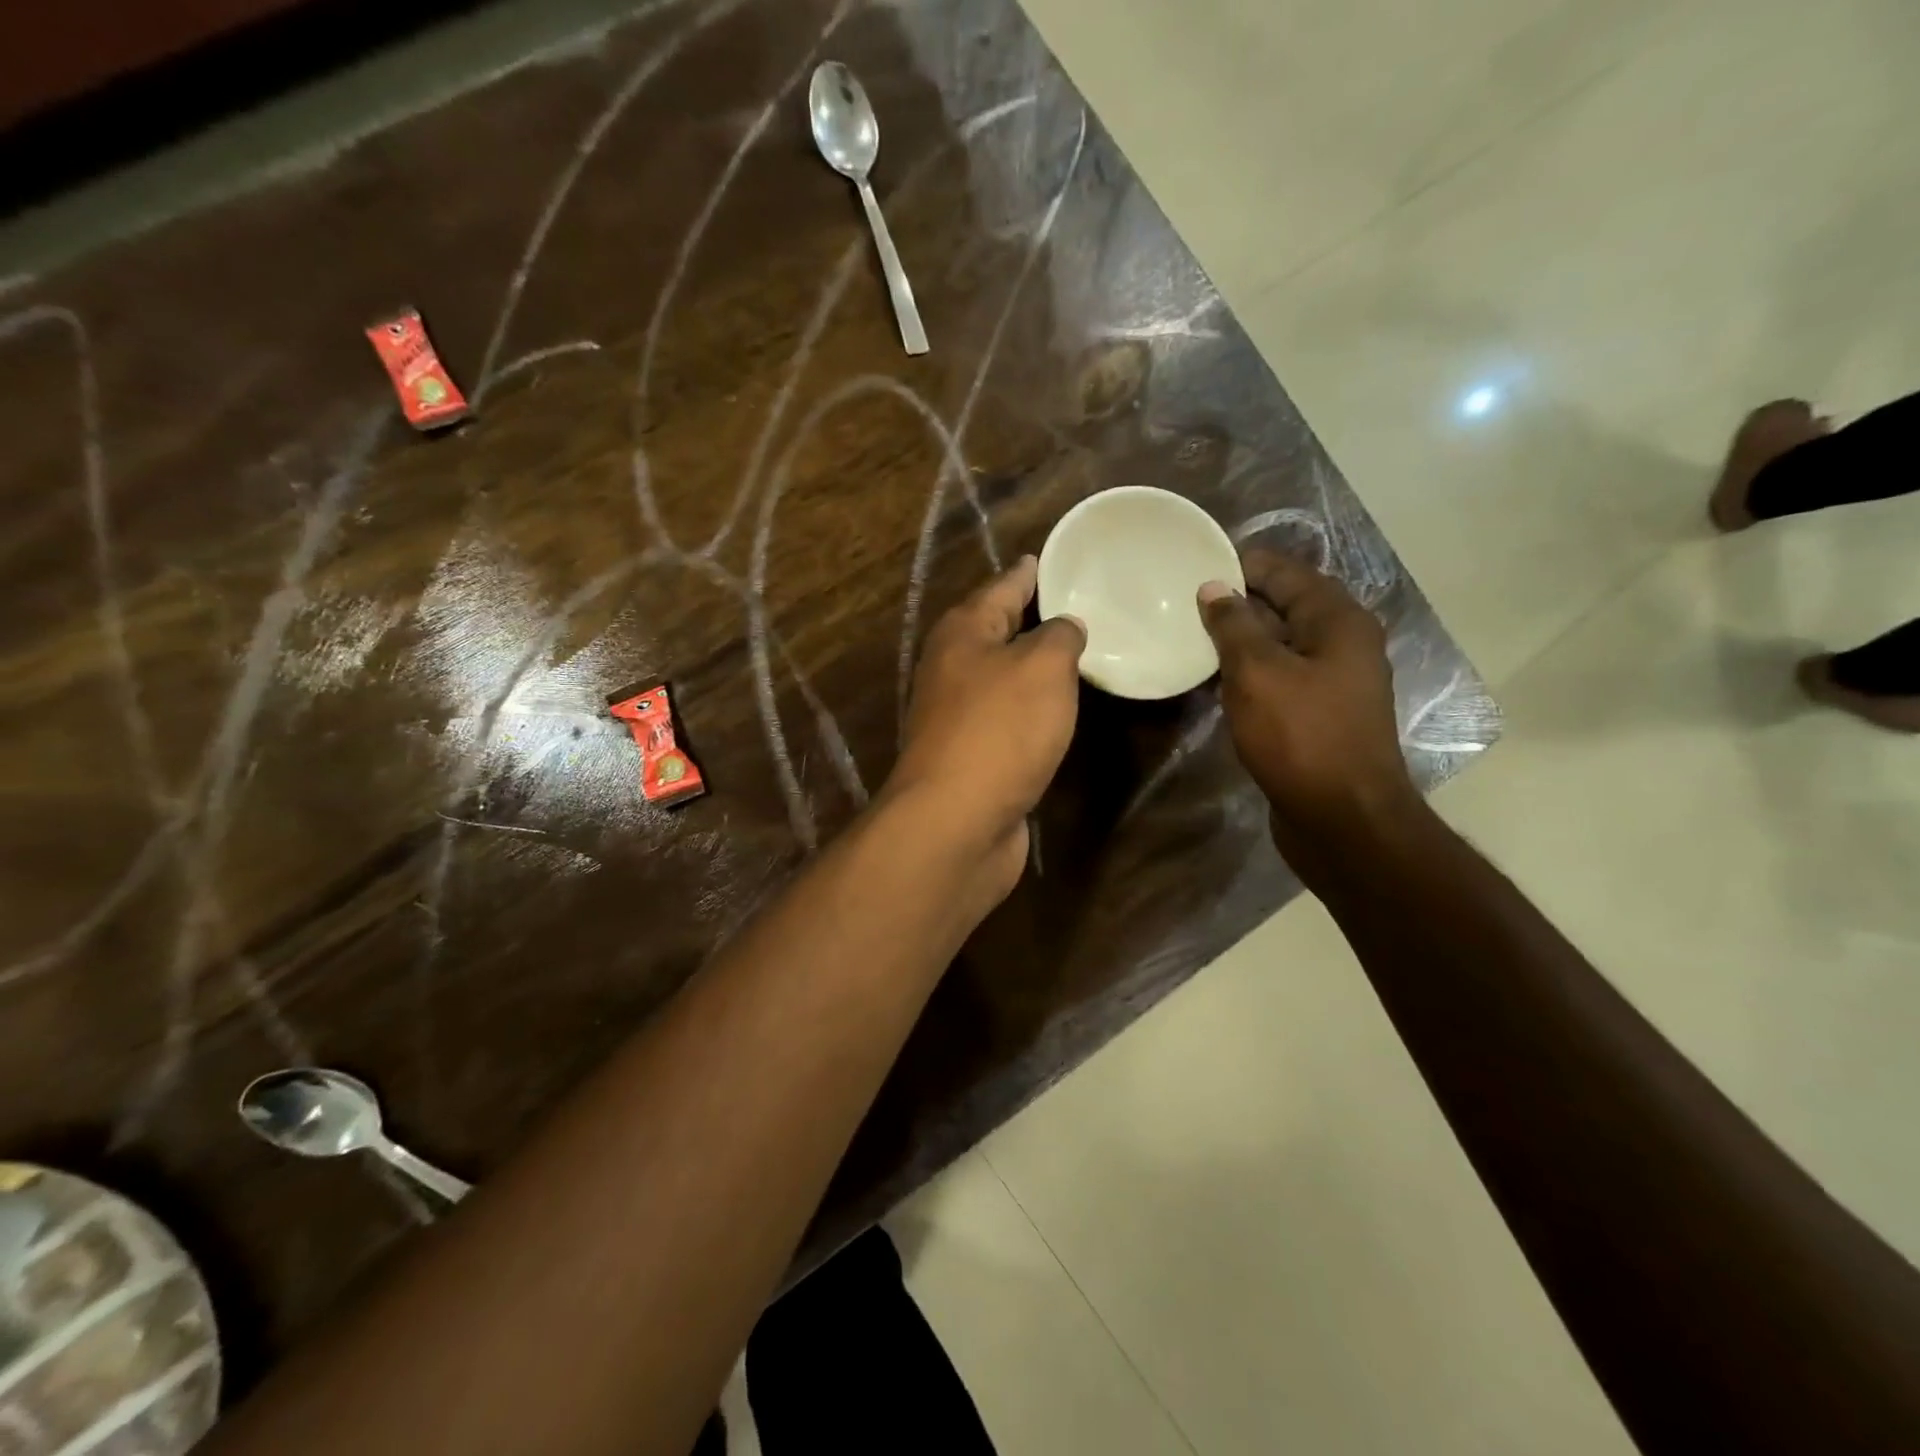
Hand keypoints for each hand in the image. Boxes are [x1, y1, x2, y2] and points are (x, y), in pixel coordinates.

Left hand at [888, 556, 1085, 895]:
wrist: (957, 821)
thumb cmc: (1000, 729)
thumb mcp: (1042, 666)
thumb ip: (1059, 636)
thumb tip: (1064, 627)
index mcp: (962, 632)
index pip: (1000, 587)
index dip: (1026, 573)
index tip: (1045, 559)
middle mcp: (952, 668)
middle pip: (996, 631)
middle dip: (1030, 618)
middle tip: (1075, 606)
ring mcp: (956, 715)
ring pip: (1001, 677)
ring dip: (1031, 666)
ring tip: (1073, 653)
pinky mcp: (970, 755)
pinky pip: (1006, 717)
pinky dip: (1030, 708)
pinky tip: (1055, 709)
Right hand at [1198, 550, 1420, 876]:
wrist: (1342, 818)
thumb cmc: (1302, 736)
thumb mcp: (1258, 672)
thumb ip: (1234, 625)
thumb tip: (1214, 588)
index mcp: (1338, 620)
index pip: (1285, 572)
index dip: (1241, 565)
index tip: (1194, 564)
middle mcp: (1342, 643)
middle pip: (1284, 606)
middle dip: (1237, 601)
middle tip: (1183, 601)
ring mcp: (1333, 682)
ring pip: (1280, 644)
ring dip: (1240, 639)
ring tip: (1190, 636)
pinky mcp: (1318, 715)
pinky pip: (1279, 677)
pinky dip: (1249, 672)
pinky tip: (1215, 680)